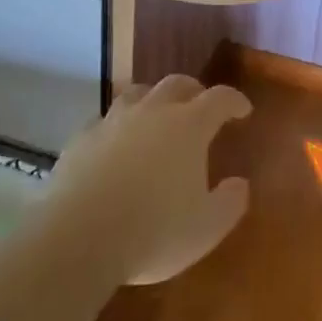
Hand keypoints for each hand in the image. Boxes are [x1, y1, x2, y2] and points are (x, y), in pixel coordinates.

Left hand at [44, 75, 251, 285]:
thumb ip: (229, 203)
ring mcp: (114, 120)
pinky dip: (117, 125)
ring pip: (138, 93)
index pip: (220, 99)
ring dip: (153, 99)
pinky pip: (105, 119)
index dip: (234, 101)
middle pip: (177, 84)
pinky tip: (115, 142)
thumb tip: (240, 184)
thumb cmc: (153, 232)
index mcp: (189, 126)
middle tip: (200, 106)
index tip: (243, 110)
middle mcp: (153, 111)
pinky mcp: (82, 137)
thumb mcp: (206, 229)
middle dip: (194, 91)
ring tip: (157, 116)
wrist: (78, 236)